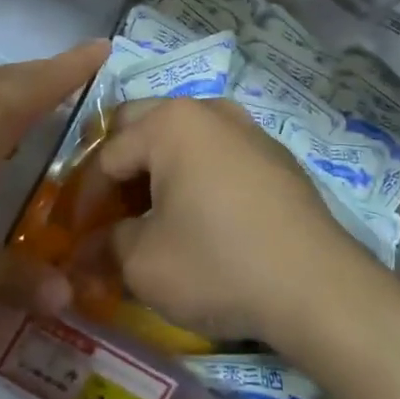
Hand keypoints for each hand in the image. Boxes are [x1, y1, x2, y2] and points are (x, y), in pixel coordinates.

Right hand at [99, 98, 376, 345]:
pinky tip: (203, 217)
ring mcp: (248, 129)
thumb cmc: (218, 264)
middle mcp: (208, 110)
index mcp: (170, 122)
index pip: (107, 154)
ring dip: (160, 168)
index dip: (87, 197)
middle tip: (112, 213)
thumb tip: (85, 251)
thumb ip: (105, 246)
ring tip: (155, 214)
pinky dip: (198, 176)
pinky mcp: (275, 156)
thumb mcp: (143, 264)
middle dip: (121, 168)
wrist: (318, 288)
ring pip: (184, 137)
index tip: (81, 236)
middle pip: (143, 126)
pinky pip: (219, 154)